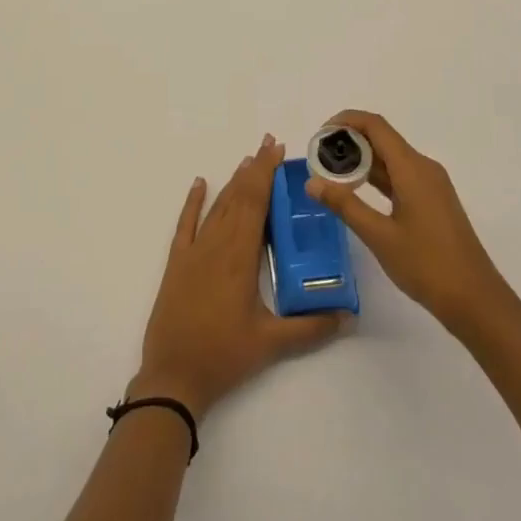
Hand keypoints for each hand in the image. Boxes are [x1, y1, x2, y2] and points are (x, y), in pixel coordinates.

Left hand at [132, 134, 346, 418]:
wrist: (173, 375)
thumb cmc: (223, 356)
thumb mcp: (271, 344)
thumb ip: (311, 328)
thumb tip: (348, 315)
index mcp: (240, 256)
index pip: (255, 203)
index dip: (266, 174)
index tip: (278, 151)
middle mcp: (216, 244)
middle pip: (238, 197)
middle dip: (255, 169)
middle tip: (270, 145)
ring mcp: (194, 251)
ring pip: (217, 206)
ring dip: (233, 181)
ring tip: (248, 160)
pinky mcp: (177, 263)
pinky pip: (185, 224)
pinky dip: (193, 202)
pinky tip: (200, 183)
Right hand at [304, 111, 516, 338]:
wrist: (476, 301)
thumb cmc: (427, 265)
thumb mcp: (379, 236)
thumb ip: (345, 205)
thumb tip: (311, 182)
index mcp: (412, 168)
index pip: (375, 125)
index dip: (346, 121)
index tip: (320, 135)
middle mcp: (423, 168)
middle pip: (383, 139)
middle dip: (350, 142)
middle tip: (319, 159)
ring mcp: (431, 185)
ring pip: (391, 159)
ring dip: (362, 161)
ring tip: (331, 176)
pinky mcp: (433, 201)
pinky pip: (400, 176)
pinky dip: (377, 178)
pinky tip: (358, 193)